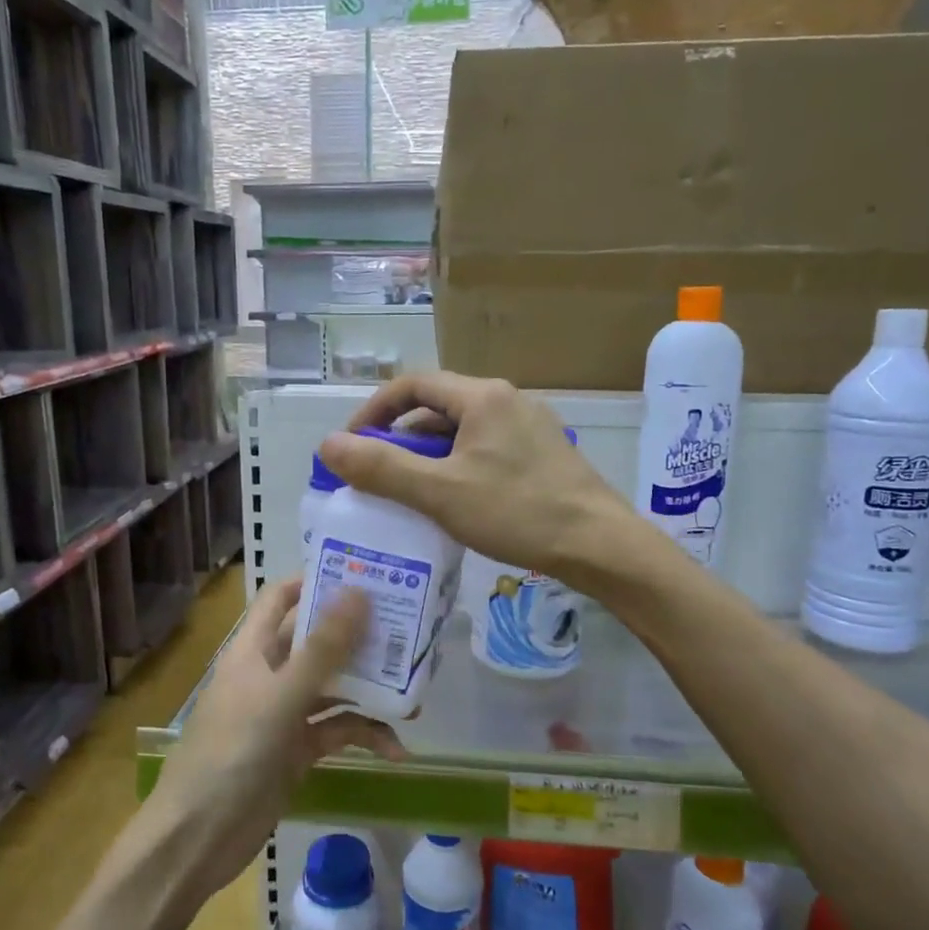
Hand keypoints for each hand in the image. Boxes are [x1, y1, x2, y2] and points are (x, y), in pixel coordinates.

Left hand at [143, 579, 402, 900]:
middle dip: (359, 637)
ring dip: (370, 689)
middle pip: (318, 640)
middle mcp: (270, 673)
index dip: (317, 581)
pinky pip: (337, 730)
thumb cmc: (232, 752)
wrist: (198, 838)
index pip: (282, 597)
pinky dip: (365, 735)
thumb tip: (359, 592)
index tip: (365, 574)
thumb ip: (323, 648)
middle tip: (407, 629)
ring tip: (416, 694)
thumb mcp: (282, 696)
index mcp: (254, 649)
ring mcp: (285, 712)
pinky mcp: (297, 748)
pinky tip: (396, 749)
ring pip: (334, 687)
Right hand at [319, 372, 634, 581]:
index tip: (352, 446)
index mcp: (482, 396)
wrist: (601, 545)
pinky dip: (458, 467)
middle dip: (400, 439)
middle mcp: (507, 399)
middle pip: (437, 407)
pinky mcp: (544, 452)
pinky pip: (486, 449)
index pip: (412, 384)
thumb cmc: (517, 512)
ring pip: (462, 431)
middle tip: (378, 476)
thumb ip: (382, 468)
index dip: (374, 411)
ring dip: (429, 456)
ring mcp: (530, 426)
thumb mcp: (440, 492)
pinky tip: (455, 502)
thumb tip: (327, 445)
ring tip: (411, 494)